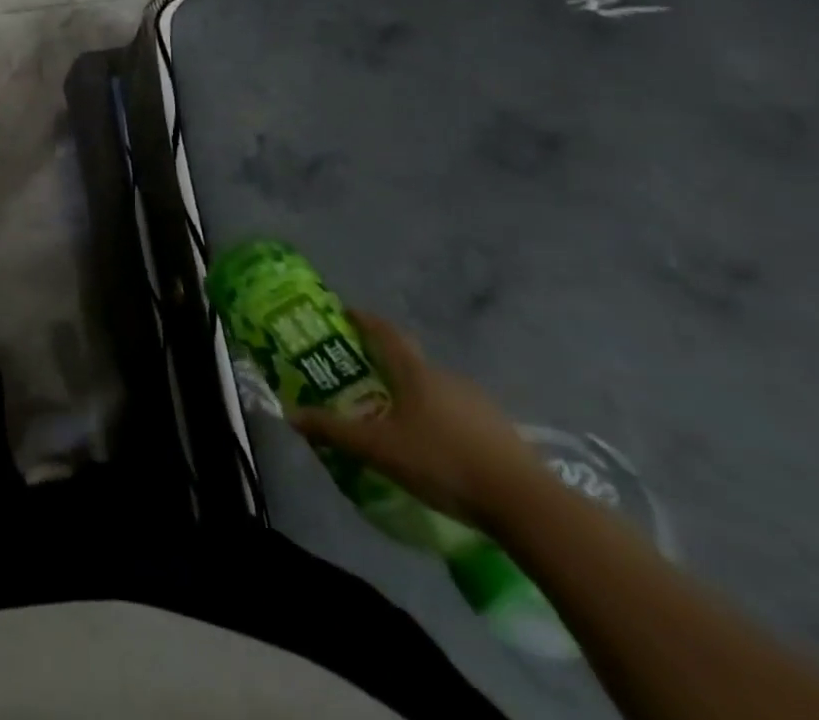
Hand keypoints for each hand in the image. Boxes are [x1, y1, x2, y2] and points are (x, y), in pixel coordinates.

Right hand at [290, 311, 544, 527]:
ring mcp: (480, 404)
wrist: (527, 505)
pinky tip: (435, 450)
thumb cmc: (442, 462)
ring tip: (396, 420)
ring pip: (436, 391)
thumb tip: (290, 415)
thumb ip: (334, 431)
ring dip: (414, 397)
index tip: (345, 313)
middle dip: (385, 366)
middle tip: (362, 379)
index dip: (364, 319)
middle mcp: (447, 378)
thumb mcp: (378, 449)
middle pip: (410, 362)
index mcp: (416, 372)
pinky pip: (460, 416)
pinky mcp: (502, 433)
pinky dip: (440, 422)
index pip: (385, 332)